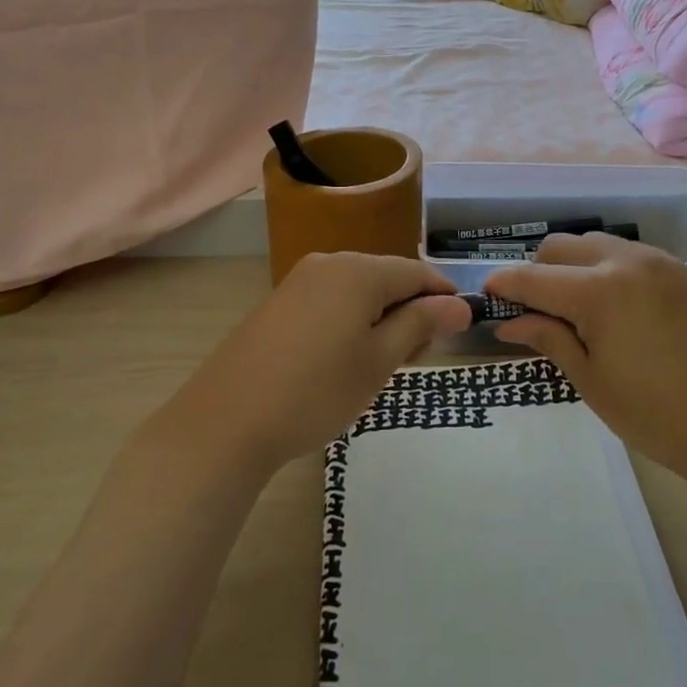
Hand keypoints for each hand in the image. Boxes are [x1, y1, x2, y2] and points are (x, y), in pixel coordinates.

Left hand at [157, 253, 471, 475]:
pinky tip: (342, 360)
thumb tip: (460, 304)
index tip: (459, 331)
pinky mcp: (278, 303)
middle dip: (409, 312)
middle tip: (413, 362)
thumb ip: (420, 325)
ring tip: (378, 367)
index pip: (416, 273)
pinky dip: (350, 323)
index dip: (443, 298)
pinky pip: (330, 301)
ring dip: (380, 320)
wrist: (226, 422)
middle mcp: (328, 263)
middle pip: (386, 278)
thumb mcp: (379, 361)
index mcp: (358, 271)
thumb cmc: (316, 392)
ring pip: (358, 291)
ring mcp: (298, 281)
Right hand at [485, 234, 686, 497]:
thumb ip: (547, 338)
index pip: (533, 277)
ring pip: (596, 244)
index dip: (503, 285)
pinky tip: (617, 308)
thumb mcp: (591, 380)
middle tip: (535, 311)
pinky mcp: (684, 272)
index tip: (487, 296)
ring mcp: (660, 262)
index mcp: (599, 291)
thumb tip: (508, 322)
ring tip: (577, 309)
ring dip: (574, 266)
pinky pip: (630, 256)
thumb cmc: (656, 415)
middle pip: (561, 246)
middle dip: (538, 271)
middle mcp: (627, 261)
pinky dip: (608, 270)